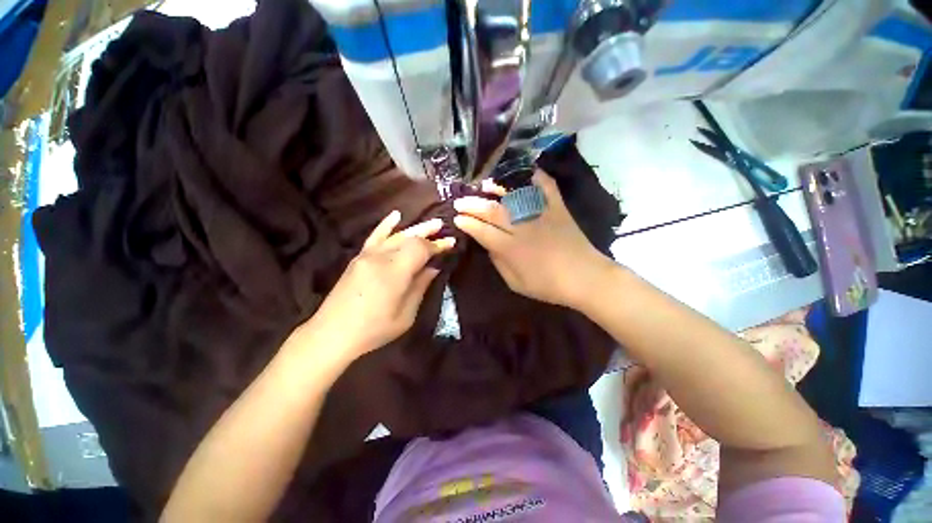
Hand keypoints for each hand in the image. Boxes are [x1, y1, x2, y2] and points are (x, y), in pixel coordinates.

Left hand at [305, 211, 454, 361]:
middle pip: (409, 238)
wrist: (333, 333)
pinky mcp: (358, 258)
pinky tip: (396, 215)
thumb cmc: (374, 329)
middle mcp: (381, 258)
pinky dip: (386, 225)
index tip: (450, 243)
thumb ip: (420, 286)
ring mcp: (367, 255)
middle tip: (443, 229)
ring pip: (396, 235)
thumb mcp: (406, 314)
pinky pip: (375, 236)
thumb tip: (433, 268)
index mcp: (395, 272)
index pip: (420, 248)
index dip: (437, 245)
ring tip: (431, 224)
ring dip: (415, 228)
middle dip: (428, 233)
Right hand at [453, 171, 613, 307]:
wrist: (585, 278)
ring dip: (496, 188)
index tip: (457, 218)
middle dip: (472, 205)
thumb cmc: (548, 286)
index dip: (467, 224)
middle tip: (460, 201)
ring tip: (483, 185)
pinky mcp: (557, 208)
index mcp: (511, 249)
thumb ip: (499, 263)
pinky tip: (523, 171)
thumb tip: (488, 245)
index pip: (482, 231)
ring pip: (513, 196)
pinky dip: (535, 176)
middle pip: (493, 211)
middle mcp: (523, 227)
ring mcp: (541, 214)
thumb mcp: (516, 283)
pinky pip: (545, 187)